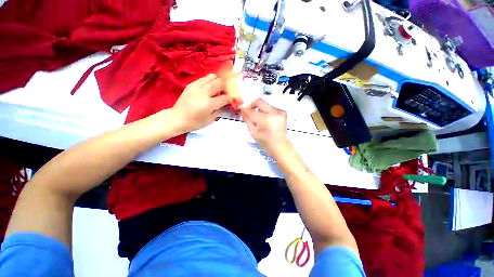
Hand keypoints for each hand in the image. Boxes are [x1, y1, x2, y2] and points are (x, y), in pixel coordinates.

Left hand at [171, 74, 231, 132]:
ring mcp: (197, 87)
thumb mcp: (210, 120)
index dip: (231, 98)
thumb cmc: (194, 122)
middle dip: (226, 87)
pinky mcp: (191, 85)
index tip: (233, 100)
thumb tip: (226, 105)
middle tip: (226, 92)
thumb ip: (219, 111)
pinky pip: (203, 78)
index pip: (225, 97)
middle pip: (220, 83)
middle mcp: (204, 93)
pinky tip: (209, 87)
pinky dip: (209, 81)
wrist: (177, 118)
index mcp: (209, 104)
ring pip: (212, 77)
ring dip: (218, 81)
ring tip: (218, 88)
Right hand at [241, 99, 289, 154]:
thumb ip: (247, 119)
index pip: (252, 110)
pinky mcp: (283, 112)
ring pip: (265, 105)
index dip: (245, 108)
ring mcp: (279, 112)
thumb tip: (243, 110)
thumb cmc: (264, 140)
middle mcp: (273, 113)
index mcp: (265, 119)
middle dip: (253, 105)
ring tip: (259, 118)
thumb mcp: (253, 132)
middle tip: (249, 110)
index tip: (241, 107)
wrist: (279, 145)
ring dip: (260, 109)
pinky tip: (267, 120)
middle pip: (260, 102)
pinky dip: (267, 111)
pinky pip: (271, 108)